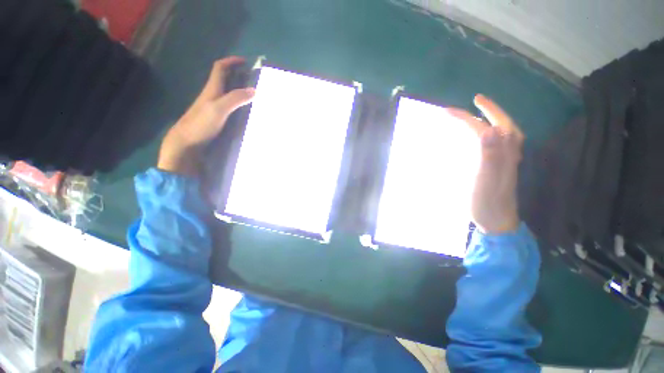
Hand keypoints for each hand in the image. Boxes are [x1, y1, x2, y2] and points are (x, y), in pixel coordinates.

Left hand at [158, 56, 254, 175]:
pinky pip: (228, 105)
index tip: (245, 61)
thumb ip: (236, 98)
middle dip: (237, 75)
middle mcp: (212, 95)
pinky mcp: (215, 118)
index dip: (231, 61)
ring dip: (238, 89)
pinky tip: (244, 110)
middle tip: (252, 78)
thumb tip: (254, 90)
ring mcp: (213, 107)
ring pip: (226, 92)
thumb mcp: (219, 108)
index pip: (220, 68)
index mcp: (212, 89)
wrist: (186, 142)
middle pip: (224, 79)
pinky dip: (237, 103)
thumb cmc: (201, 123)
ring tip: (252, 94)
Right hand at [448, 95, 523, 234]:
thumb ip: (489, 156)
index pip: (484, 127)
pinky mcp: (502, 166)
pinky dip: (492, 132)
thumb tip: (489, 130)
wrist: (498, 220)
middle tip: (474, 100)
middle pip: (501, 124)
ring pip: (503, 131)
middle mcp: (509, 152)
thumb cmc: (487, 202)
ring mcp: (507, 159)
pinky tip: (486, 134)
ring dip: (492, 118)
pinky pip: (499, 142)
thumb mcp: (485, 180)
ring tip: (480, 112)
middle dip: (487, 110)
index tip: (447, 111)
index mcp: (503, 153)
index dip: (466, 117)